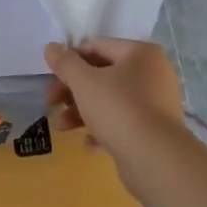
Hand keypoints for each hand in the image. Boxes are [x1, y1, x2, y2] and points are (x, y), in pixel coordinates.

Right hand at [44, 38, 186, 164]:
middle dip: (72, 90)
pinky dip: (103, 129)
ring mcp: (155, 103)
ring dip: (81, 112)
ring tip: (61, 127)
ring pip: (110, 100)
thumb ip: (65, 63)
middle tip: (50, 102)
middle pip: (102, 75)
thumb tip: (50, 47)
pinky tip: (89, 144)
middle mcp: (152, 73)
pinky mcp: (154, 130)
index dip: (70, 60)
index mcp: (140, 53)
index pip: (97, 47)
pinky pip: (123, 123)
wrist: (156, 160)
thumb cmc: (118, 109)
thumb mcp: (84, 82)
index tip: (51, 77)